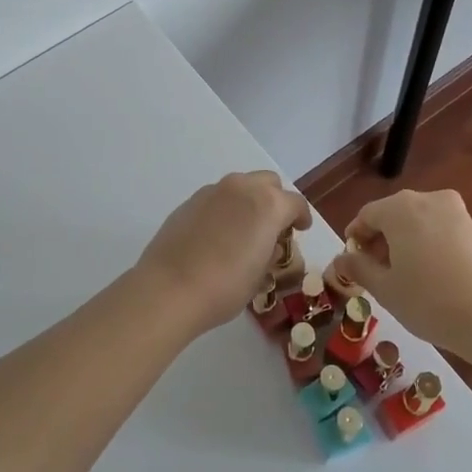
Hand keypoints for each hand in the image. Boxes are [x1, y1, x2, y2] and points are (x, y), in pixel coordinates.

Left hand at [136, 171, 311, 333]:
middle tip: (273, 227)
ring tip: (244, 230)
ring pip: (240, 186)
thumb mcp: (260, 275)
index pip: (295, 203)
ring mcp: (213, 191)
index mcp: (268, 205)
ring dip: (248, 201)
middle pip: (268, 183)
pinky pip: (217, 198)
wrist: (169, 288)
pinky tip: (217, 235)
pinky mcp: (189, 201)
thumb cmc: (225, 287)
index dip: (301, 217)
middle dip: (275, 200)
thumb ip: (270, 251)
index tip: (300, 230)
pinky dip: (224, 209)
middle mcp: (242, 188)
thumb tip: (266, 244)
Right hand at [326, 189, 471, 356]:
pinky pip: (439, 229)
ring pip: (417, 221)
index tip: (353, 262)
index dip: (355, 237)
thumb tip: (342, 258)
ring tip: (402, 276)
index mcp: (400, 208)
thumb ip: (359, 268)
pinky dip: (426, 244)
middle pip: (393, 214)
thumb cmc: (429, 301)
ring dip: (403, 242)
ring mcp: (455, 212)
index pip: (366, 215)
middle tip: (374, 272)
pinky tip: (428, 275)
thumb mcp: (385, 289)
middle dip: (379, 239)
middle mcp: (427, 200)